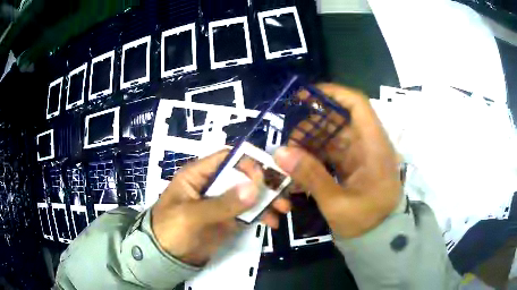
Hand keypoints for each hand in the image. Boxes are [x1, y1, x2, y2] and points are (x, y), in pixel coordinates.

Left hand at [151, 150, 290, 265]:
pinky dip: (262, 215)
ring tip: (282, 211)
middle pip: (243, 175)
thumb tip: (255, 188)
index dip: (247, 163)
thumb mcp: (191, 216)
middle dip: (264, 184)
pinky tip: (272, 223)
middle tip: (282, 194)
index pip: (227, 158)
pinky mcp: (228, 219)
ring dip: (267, 200)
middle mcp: (212, 184)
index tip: (265, 177)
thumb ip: (222, 204)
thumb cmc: (170, 230)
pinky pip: (249, 212)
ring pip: (249, 194)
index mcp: (198, 174)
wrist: (165, 258)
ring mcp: (221, 202)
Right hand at [274, 84, 401, 238]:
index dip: (333, 94)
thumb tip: (280, 152)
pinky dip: (315, 156)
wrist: (379, 238)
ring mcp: (360, 155)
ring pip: (332, 136)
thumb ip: (311, 176)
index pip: (358, 105)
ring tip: (289, 155)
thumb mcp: (337, 203)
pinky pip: (331, 152)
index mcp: (374, 147)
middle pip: (340, 120)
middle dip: (312, 125)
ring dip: (310, 142)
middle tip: (288, 138)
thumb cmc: (366, 222)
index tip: (305, 96)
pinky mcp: (353, 165)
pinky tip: (299, 166)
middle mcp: (368, 144)